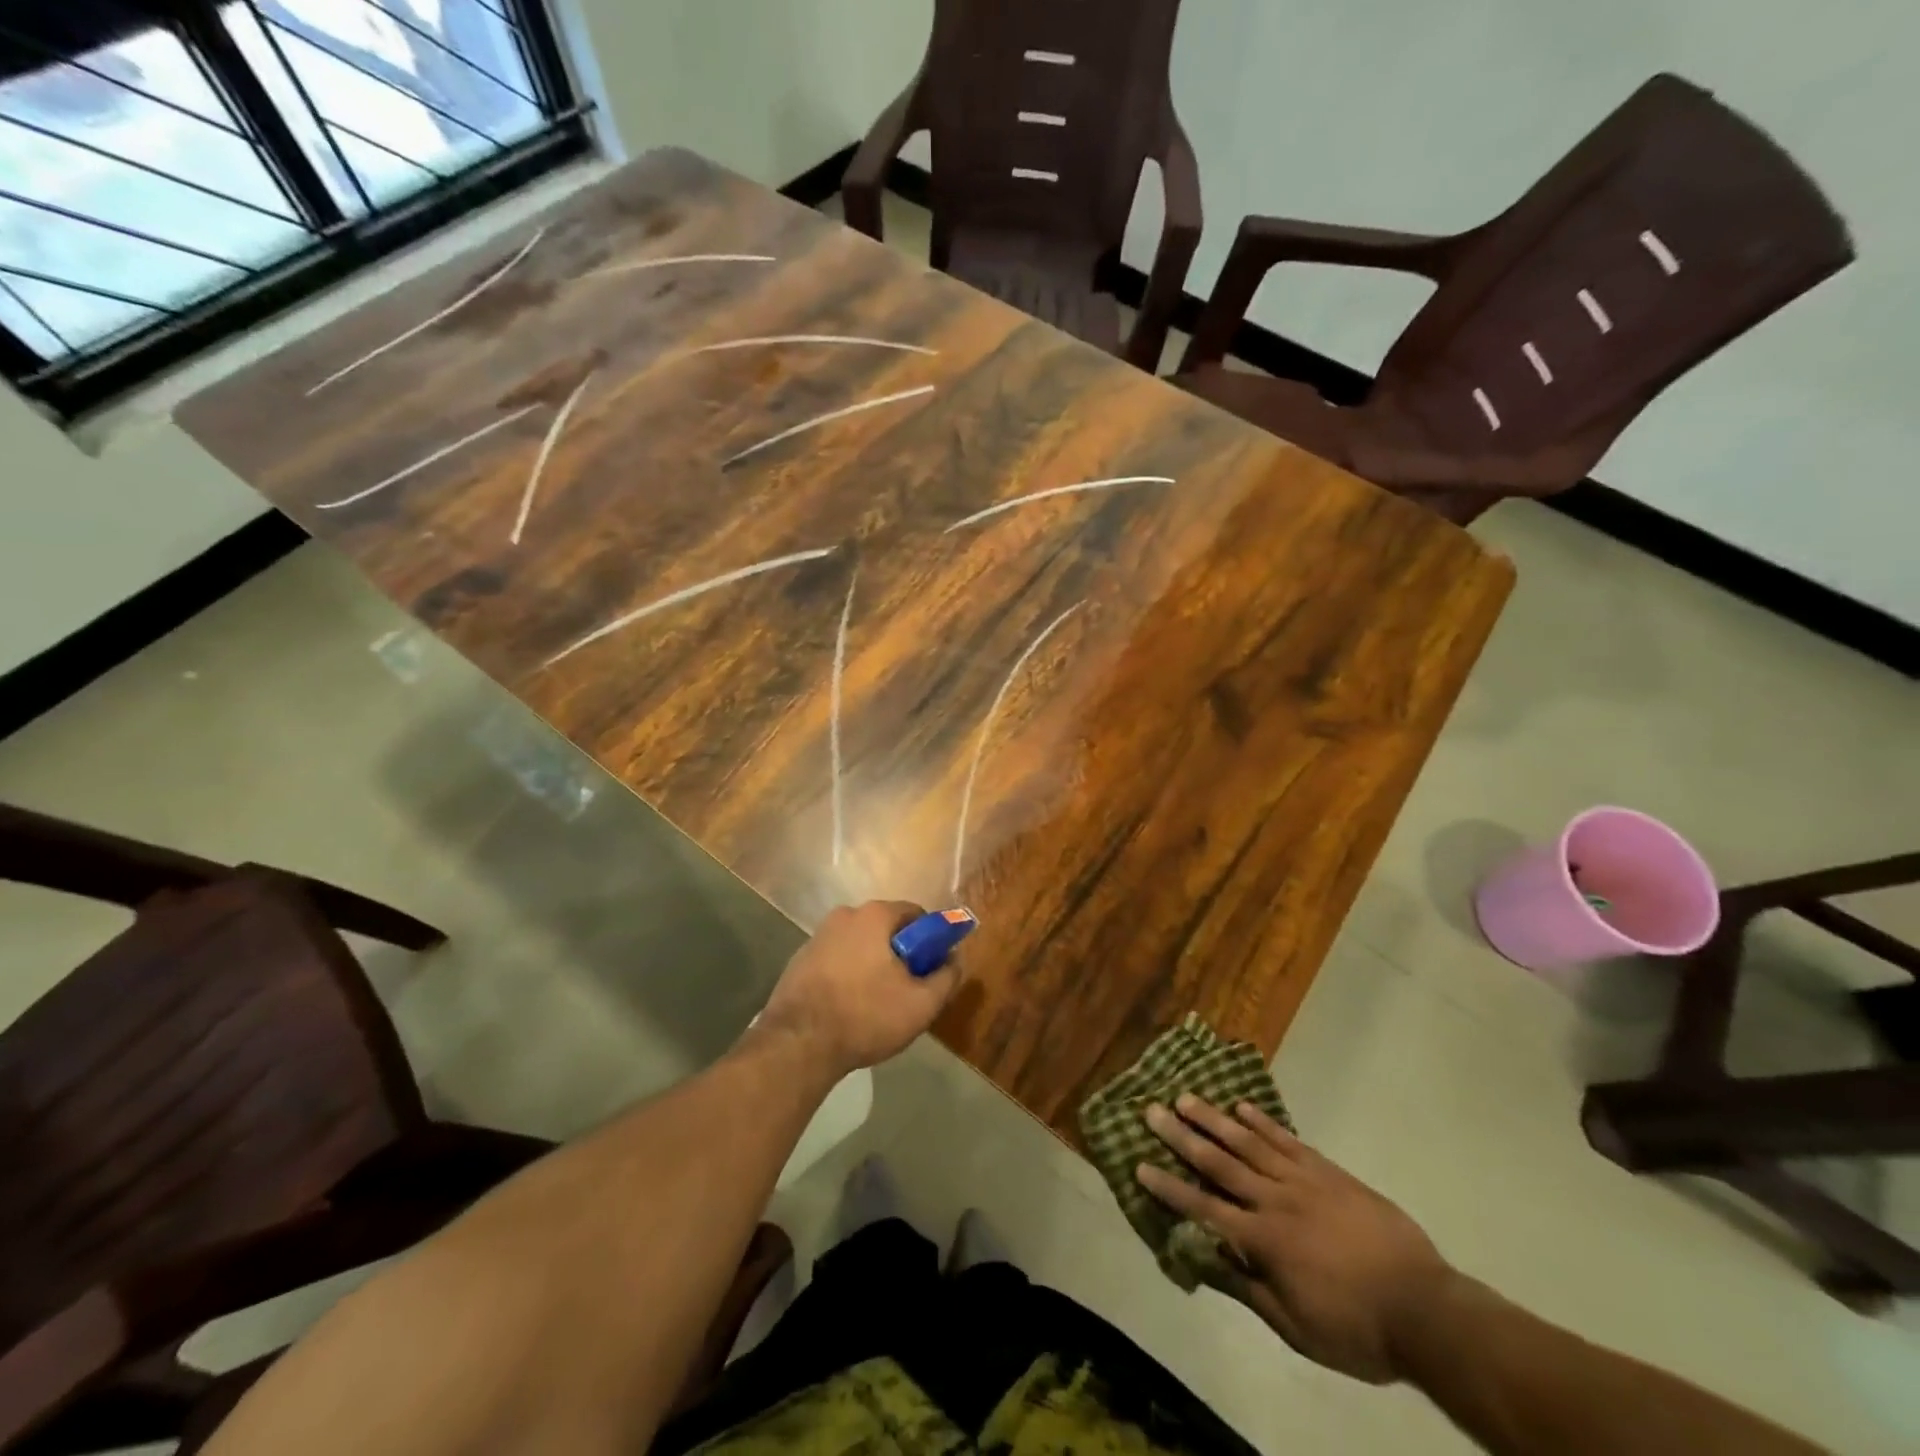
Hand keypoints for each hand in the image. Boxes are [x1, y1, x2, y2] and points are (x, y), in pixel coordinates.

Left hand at [757, 901, 961, 1075]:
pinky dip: (847, 976)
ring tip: (876, 1006)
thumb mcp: (921, 1004)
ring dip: (873, 966)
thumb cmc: (866, 1016)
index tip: (930, 970)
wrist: (797, 1044)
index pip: (916, 915)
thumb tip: (954, 960)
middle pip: (886, 929)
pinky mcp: (799, 960)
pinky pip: (836, 960)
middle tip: (907, 991)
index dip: (930, 941)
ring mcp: (817, 936)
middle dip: (900, 955)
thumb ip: (947, 977)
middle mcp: (844, 915)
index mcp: (875, 915)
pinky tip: (848, 1008)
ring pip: (860, 946)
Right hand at [1137, 1095, 1457, 1383]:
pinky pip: (1287, 1140)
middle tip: (1152, 1110)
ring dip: (1213, 1119)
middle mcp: (1274, 1201)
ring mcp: (1302, 1181)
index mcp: (1263, 1241)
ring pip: (1248, 1142)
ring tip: (1185, 1097)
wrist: (1425, 1309)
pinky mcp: (1328, 1171)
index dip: (1170, 1188)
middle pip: (1219, 1163)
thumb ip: (1248, 1289)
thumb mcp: (1297, 1328)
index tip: (1140, 1165)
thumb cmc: (1357, 1329)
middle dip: (1181, 1137)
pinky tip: (1241, 1105)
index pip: (1204, 1209)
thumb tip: (1205, 1260)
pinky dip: (1262, 1121)